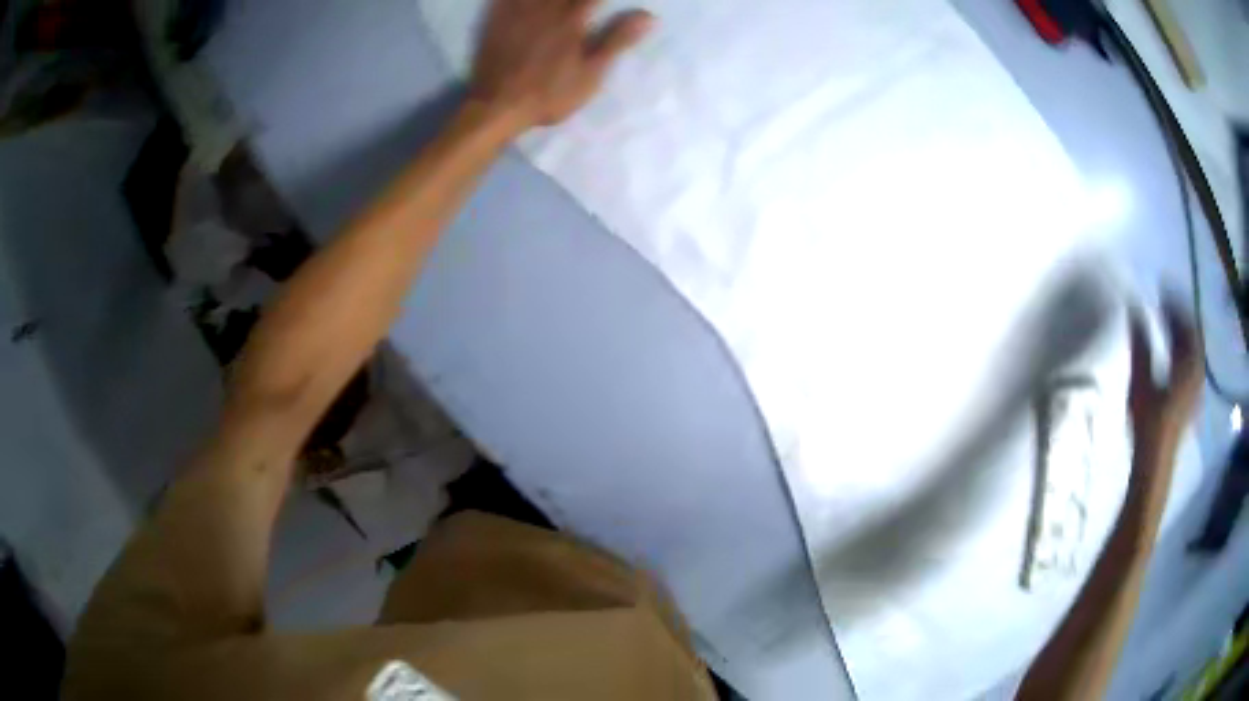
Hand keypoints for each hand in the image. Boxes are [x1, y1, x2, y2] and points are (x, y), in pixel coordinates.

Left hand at [469, 0, 653, 130]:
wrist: (497, 107)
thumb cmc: (549, 94)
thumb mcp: (591, 73)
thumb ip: (617, 41)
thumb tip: (649, 16)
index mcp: (572, 20)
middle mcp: (545, 10)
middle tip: (583, 2)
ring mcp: (518, 14)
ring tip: (559, 1)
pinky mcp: (496, 22)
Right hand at [1127, 297, 1202, 500]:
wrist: (1156, 463)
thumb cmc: (1148, 423)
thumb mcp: (1141, 382)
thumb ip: (1140, 345)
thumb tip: (1133, 309)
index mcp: (1188, 364)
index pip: (1185, 322)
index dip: (1173, 302)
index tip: (1160, 288)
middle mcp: (1196, 371)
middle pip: (1192, 334)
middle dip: (1179, 315)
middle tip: (1164, 302)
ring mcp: (1196, 386)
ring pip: (1194, 348)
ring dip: (1182, 333)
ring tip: (1169, 322)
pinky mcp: (1192, 398)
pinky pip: (1193, 362)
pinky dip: (1184, 349)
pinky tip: (1174, 350)